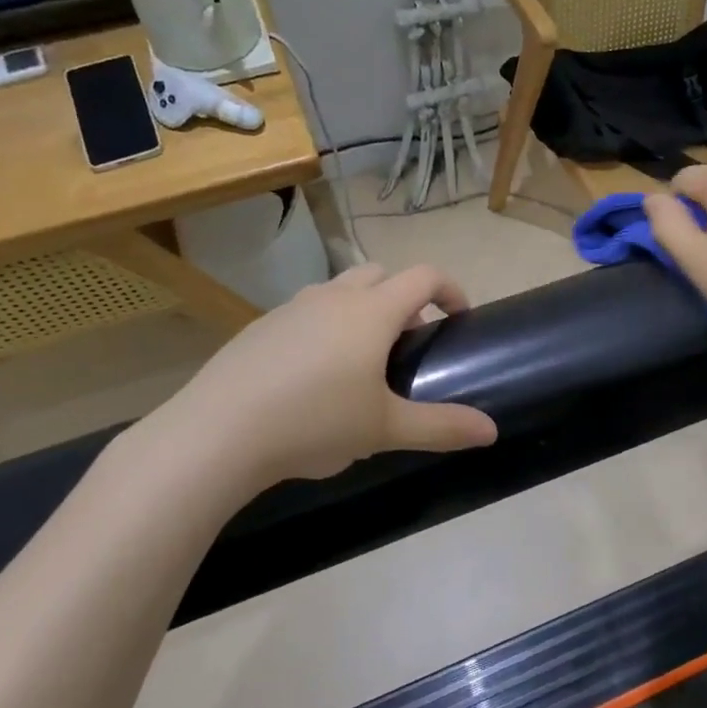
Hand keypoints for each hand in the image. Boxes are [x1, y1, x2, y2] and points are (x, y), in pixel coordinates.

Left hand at [141, 264, 498, 499]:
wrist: (215, 434)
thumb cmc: (314, 423)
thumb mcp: (386, 429)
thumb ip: (443, 427)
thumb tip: (491, 431)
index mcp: (372, 311)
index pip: (424, 276)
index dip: (450, 289)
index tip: (459, 318)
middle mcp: (333, 297)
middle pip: (381, 273)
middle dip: (404, 297)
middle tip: (408, 340)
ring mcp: (291, 308)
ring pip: (339, 290)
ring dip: (362, 309)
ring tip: (361, 360)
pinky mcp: (258, 327)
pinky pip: (306, 312)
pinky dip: (324, 326)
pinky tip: (312, 376)